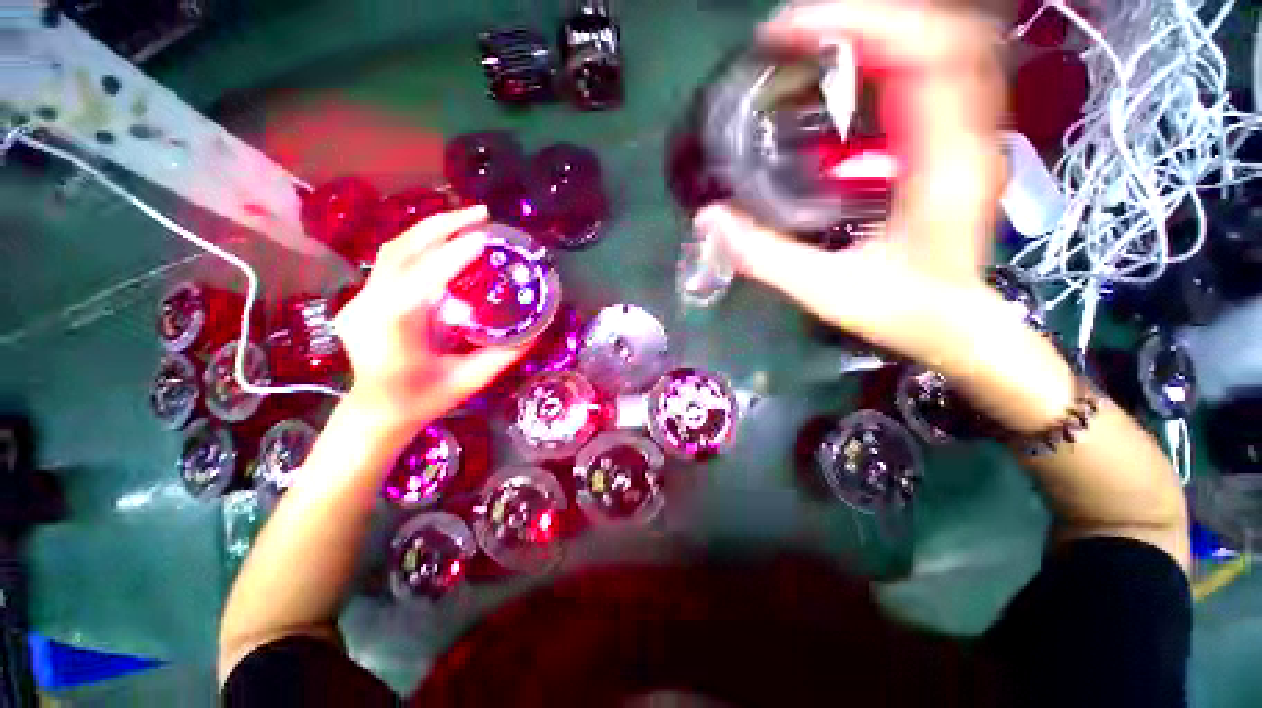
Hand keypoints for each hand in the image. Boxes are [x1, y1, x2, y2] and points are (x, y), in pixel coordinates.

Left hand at [333, 206, 525, 429]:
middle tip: (481, 214)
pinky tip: (447, 243)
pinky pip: (394, 262)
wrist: (375, 412)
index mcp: (393, 329)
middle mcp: (370, 306)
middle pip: (402, 250)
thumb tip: (536, 331)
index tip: (484, 239)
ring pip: (395, 250)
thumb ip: (504, 355)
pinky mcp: (364, 297)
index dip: (453, 256)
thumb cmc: (423, 401)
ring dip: (432, 229)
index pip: (422, 280)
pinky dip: (423, 245)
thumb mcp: (471, 381)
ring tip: (468, 220)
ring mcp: (360, 299)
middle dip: (443, 226)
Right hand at [696, 0, 1007, 366]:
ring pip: (942, 47)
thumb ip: (766, 258)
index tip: (791, 33)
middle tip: (797, 36)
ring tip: (816, 46)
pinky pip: (936, 75)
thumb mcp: (825, 291)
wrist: (956, 326)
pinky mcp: (957, 144)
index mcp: (941, 167)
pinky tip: (851, 74)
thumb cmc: (901, 314)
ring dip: (880, 33)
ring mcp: (968, 135)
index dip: (860, 25)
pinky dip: (892, 58)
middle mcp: (967, 136)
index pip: (925, 55)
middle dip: (865, 18)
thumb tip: (711, 220)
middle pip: (939, 33)